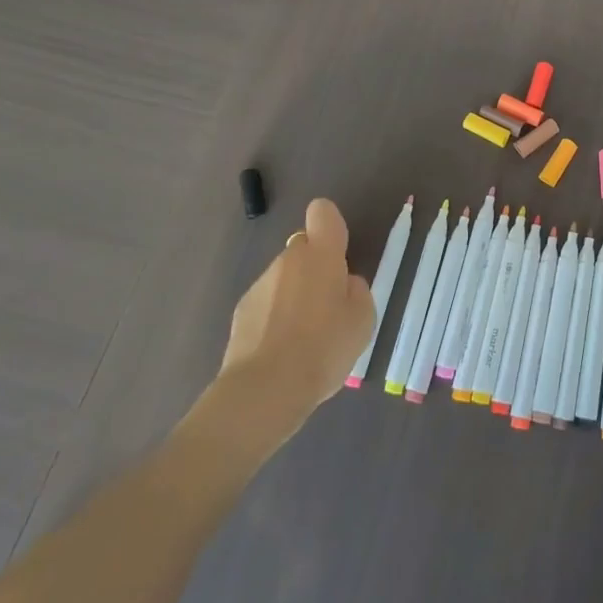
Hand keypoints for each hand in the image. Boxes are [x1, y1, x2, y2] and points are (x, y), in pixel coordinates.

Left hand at [217, 198, 374, 433]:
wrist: (265, 390)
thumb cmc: (324, 348)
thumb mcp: (363, 319)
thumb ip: (356, 290)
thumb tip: (344, 282)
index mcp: (321, 255)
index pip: (322, 212)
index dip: (331, 225)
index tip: (338, 254)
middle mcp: (287, 260)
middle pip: (303, 248)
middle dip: (315, 268)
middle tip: (328, 306)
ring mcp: (260, 284)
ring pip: (284, 278)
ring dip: (295, 295)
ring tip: (305, 338)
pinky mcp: (240, 312)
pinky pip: (267, 303)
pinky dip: (275, 318)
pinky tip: (282, 351)